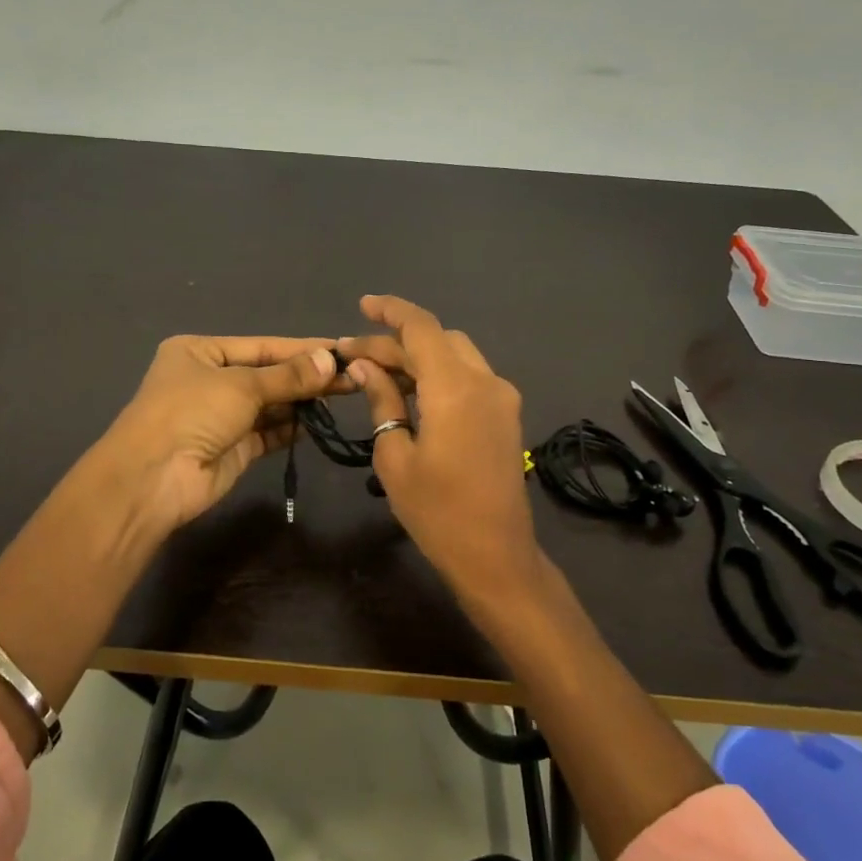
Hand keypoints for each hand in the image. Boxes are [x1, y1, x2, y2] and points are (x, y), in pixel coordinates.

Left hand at [100, 335, 342, 530]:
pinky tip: (320, 422)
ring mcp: (221, 417)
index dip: (302, 349)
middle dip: (306, 377)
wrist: (152, 479)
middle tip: (353, 376)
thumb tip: (331, 360)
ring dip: (302, 401)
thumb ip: (288, 376)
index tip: (341, 349)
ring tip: (345, 396)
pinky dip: (292, 427)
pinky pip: (269, 432)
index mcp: (200, 351)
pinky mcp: (233, 449)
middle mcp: (210, 380)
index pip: (262, 345)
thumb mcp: (241, 385)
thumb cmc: (191, 413)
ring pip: (270, 404)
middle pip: (268, 374)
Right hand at [335, 295, 541, 602]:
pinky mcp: (506, 415)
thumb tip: (365, 366)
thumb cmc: (436, 511)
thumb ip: (382, 400)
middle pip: (438, 339)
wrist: (495, 554)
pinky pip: (470, 376)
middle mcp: (485, 381)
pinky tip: (412, 393)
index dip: (390, 310)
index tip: (362, 306)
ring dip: (419, 356)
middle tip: (356, 356)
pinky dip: (439, 374)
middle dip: (396, 341)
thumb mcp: (395, 455)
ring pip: (456, 355)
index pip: (421, 328)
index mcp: (455, 388)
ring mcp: (502, 397)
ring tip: (379, 373)